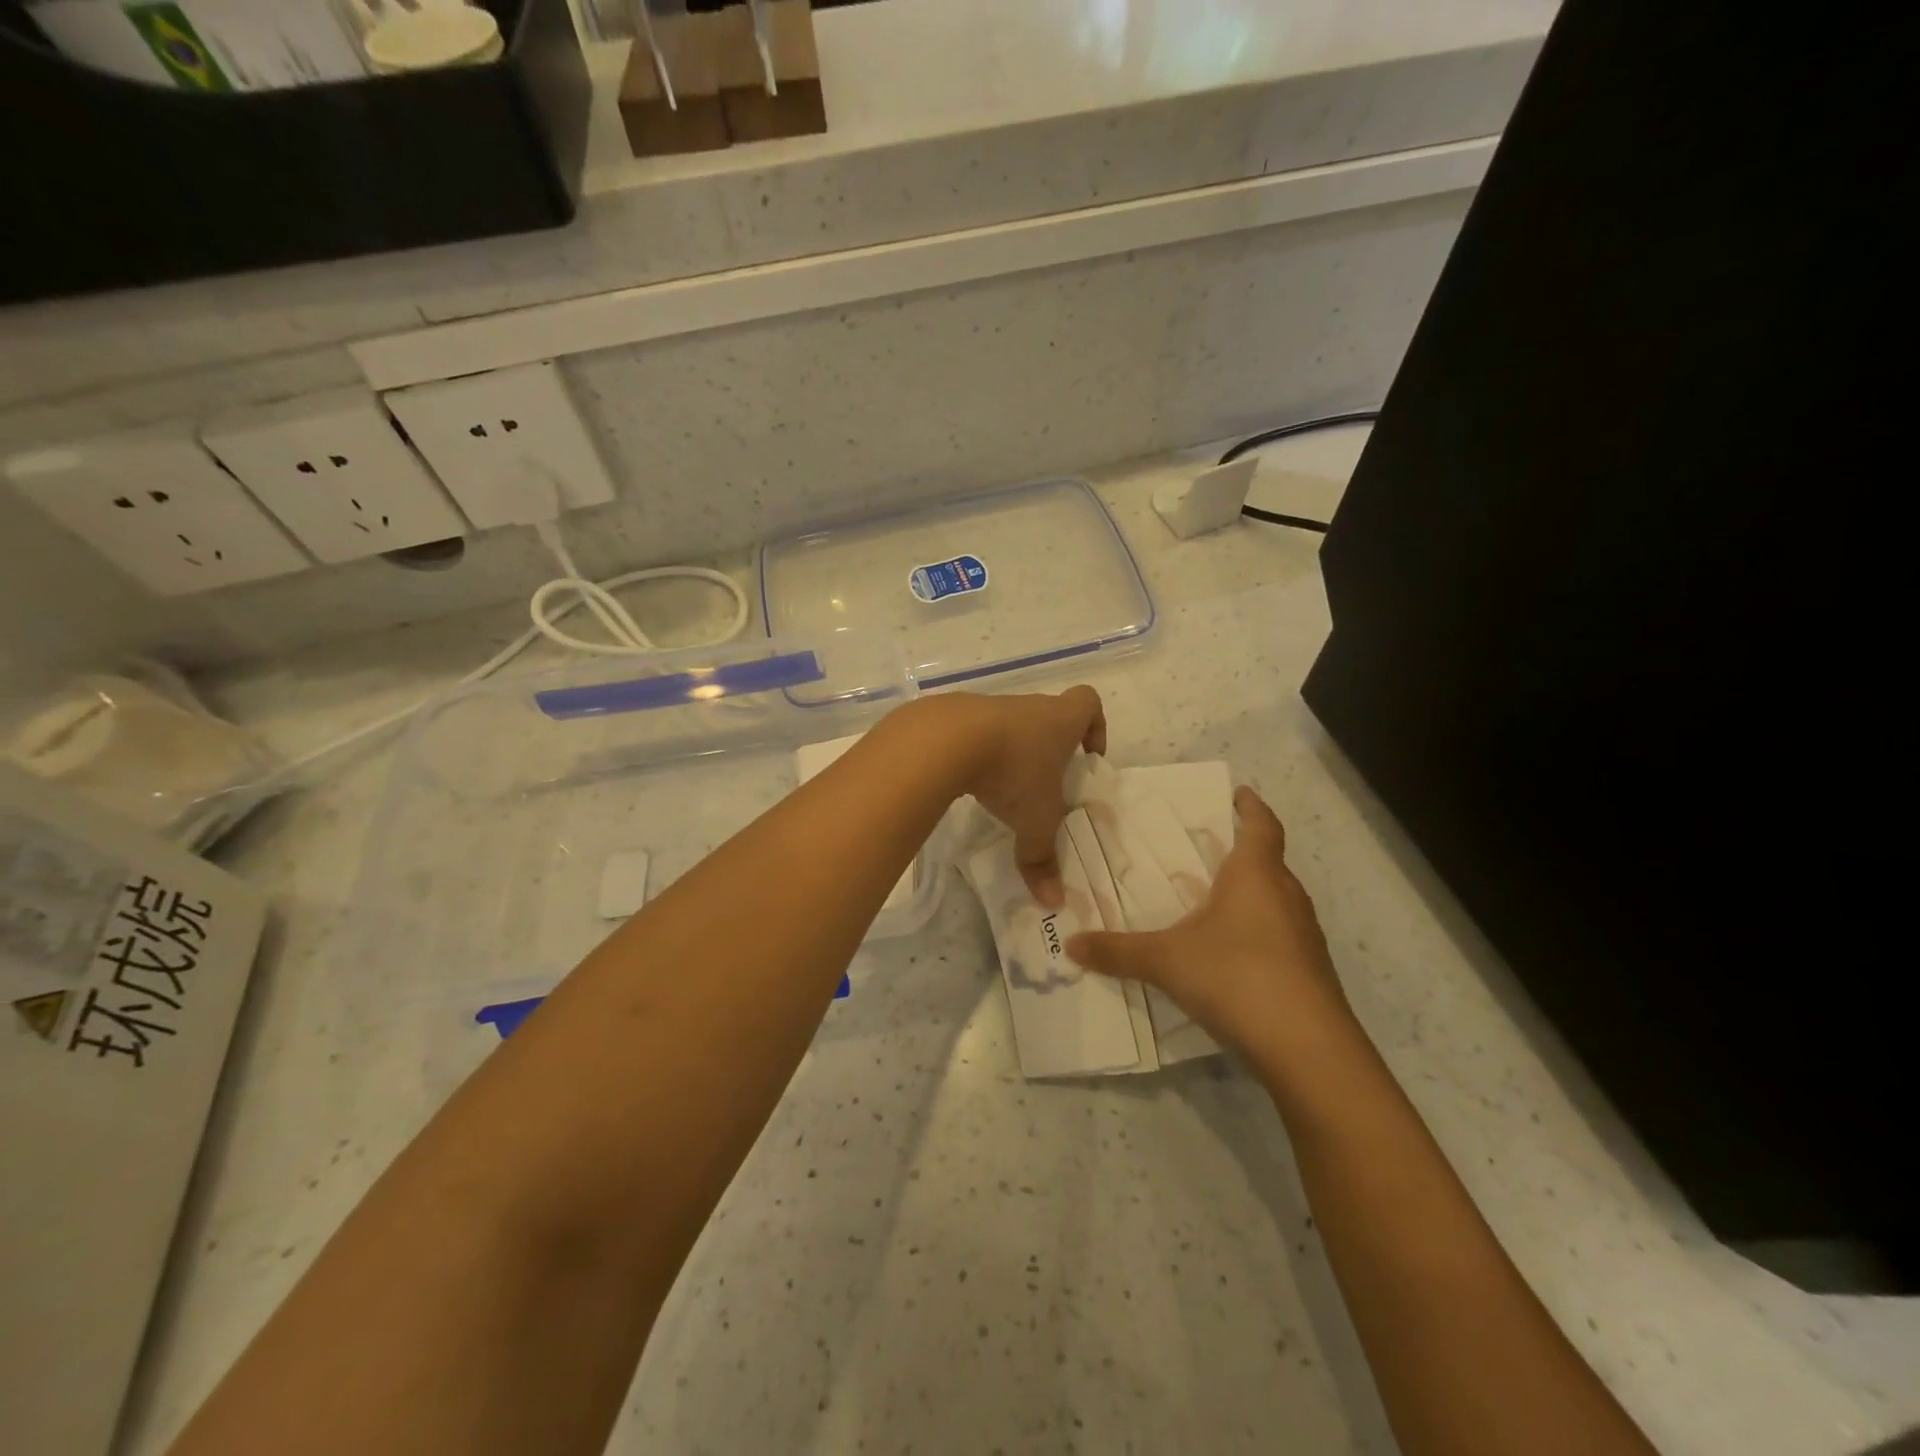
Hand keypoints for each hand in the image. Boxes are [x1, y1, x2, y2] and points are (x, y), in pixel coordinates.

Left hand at [933, 686, 1105, 906]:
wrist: (945, 740)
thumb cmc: (1010, 771)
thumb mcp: (1034, 821)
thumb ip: (1043, 858)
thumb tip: (1053, 902)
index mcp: (1059, 720)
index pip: (1088, 702)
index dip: (1094, 725)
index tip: (1088, 755)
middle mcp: (1027, 707)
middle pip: (1047, 716)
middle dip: (1050, 748)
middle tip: (1045, 784)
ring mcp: (989, 707)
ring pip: (1009, 725)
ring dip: (1011, 751)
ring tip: (1004, 788)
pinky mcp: (954, 716)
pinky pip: (974, 732)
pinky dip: (977, 753)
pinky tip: (970, 781)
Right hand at [1066, 787, 1359, 1068]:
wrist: (1307, 1048)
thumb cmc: (1236, 977)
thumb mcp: (1166, 961)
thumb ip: (1117, 951)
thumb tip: (1071, 945)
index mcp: (1256, 875)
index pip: (1262, 826)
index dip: (1252, 807)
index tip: (1240, 794)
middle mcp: (1287, 896)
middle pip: (1270, 862)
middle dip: (1244, 853)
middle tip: (1209, 852)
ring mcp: (1305, 936)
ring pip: (1277, 900)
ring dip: (1253, 895)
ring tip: (1216, 902)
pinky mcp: (1311, 971)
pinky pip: (1282, 936)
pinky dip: (1259, 933)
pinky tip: (1233, 955)